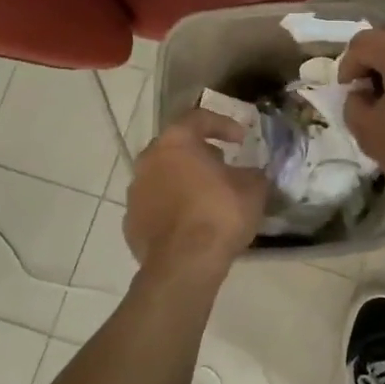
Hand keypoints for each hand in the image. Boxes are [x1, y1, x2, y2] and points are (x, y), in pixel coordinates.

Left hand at [124, 110, 268, 278]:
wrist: (184, 265)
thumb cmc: (220, 214)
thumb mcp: (253, 188)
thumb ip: (252, 173)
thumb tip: (250, 174)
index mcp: (176, 142)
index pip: (198, 118)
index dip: (223, 124)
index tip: (241, 139)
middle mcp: (149, 160)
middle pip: (175, 147)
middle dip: (199, 152)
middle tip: (221, 164)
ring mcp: (135, 192)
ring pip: (163, 176)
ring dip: (183, 180)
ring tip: (207, 196)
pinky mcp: (131, 222)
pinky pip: (156, 205)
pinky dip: (172, 208)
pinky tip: (191, 223)